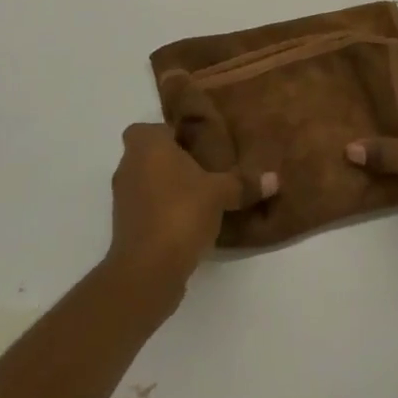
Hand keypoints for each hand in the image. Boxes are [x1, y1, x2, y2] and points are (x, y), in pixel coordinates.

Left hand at [106, 123, 276, 299]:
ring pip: (146, 182)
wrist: (148, 269)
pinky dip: (162, 210)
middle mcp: (129, 167)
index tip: (195, 143)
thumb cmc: (181, 212)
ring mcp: (123, 199)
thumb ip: (243, 183)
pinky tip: (189, 220)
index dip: (169, 133)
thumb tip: (274, 179)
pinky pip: (146, 208)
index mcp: (147, 146)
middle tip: (204, 166)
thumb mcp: (220, 193)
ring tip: (201, 194)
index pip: (149, 128)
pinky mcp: (125, 227)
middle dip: (172, 160)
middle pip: (148, 155)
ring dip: (167, 187)